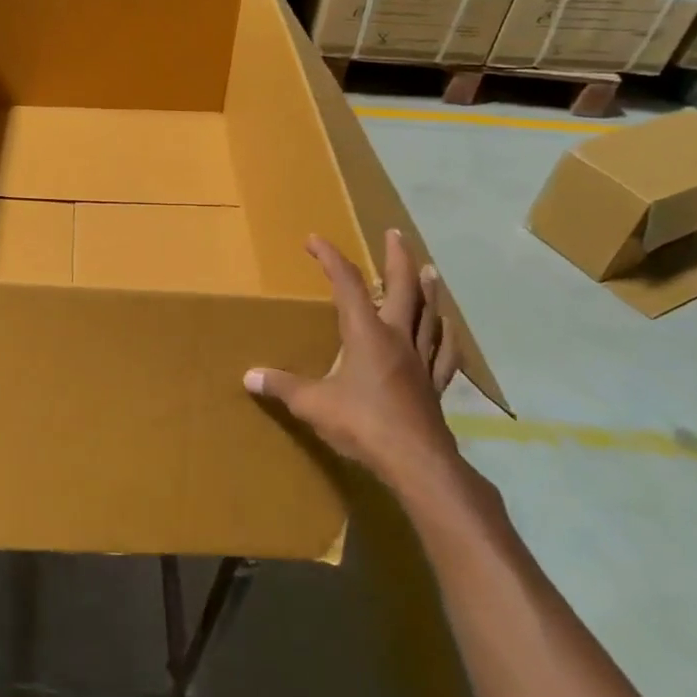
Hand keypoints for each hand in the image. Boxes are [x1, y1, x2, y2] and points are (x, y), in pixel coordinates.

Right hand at [244, 229, 465, 497]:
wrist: (417, 462)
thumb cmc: (362, 424)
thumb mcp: (313, 404)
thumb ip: (282, 387)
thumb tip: (249, 376)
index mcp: (366, 333)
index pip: (347, 284)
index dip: (331, 258)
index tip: (315, 239)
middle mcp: (397, 338)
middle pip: (401, 288)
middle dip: (396, 258)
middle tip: (395, 233)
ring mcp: (420, 360)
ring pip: (428, 314)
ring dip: (427, 289)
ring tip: (428, 270)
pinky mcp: (434, 385)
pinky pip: (443, 352)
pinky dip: (445, 335)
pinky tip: (448, 328)